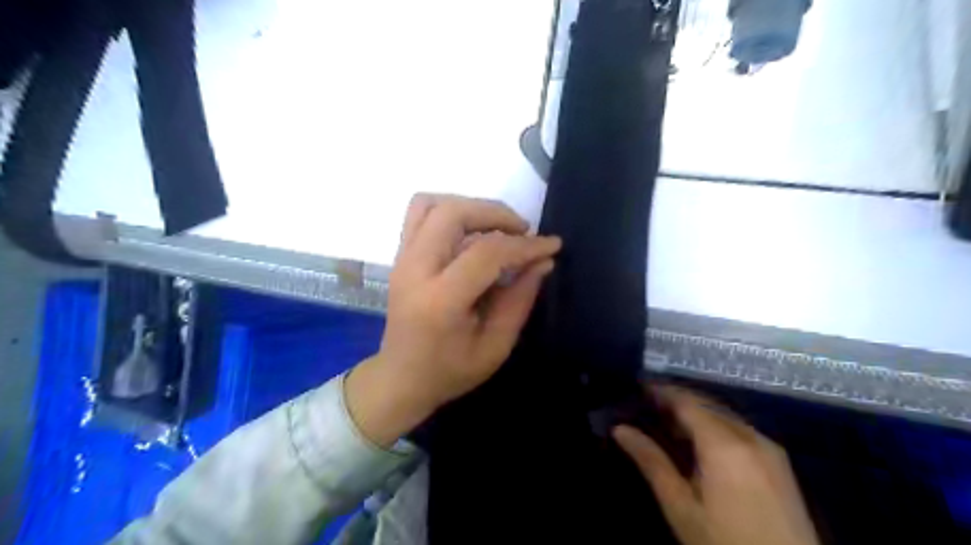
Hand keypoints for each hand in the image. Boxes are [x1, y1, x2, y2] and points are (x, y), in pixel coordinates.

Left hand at [346, 193, 561, 446]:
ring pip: (431, 204)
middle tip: (522, 231)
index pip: (486, 253)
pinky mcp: (399, 256)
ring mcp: (401, 259)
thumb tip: (543, 261)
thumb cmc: (450, 371)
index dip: (524, 246)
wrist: (400, 378)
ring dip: (470, 207)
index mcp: (441, 301)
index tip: (552, 246)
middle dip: (495, 213)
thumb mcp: (496, 345)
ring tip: (496, 227)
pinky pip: (420, 214)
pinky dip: (450, 212)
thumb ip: (520, 299)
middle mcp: (415, 270)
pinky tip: (471, 232)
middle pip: (452, 213)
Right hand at [617, 388, 812, 544]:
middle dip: (678, 399)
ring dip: (698, 412)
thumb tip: (620, 429)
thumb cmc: (725, 543)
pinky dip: (717, 425)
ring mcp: (770, 448)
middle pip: (707, 403)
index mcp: (723, 443)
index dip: (662, 391)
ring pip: (725, 415)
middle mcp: (750, 436)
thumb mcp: (680, 506)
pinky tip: (704, 442)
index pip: (686, 401)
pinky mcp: (781, 464)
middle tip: (650, 404)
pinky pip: (742, 429)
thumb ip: (651, 461)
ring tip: (670, 423)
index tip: (639, 387)